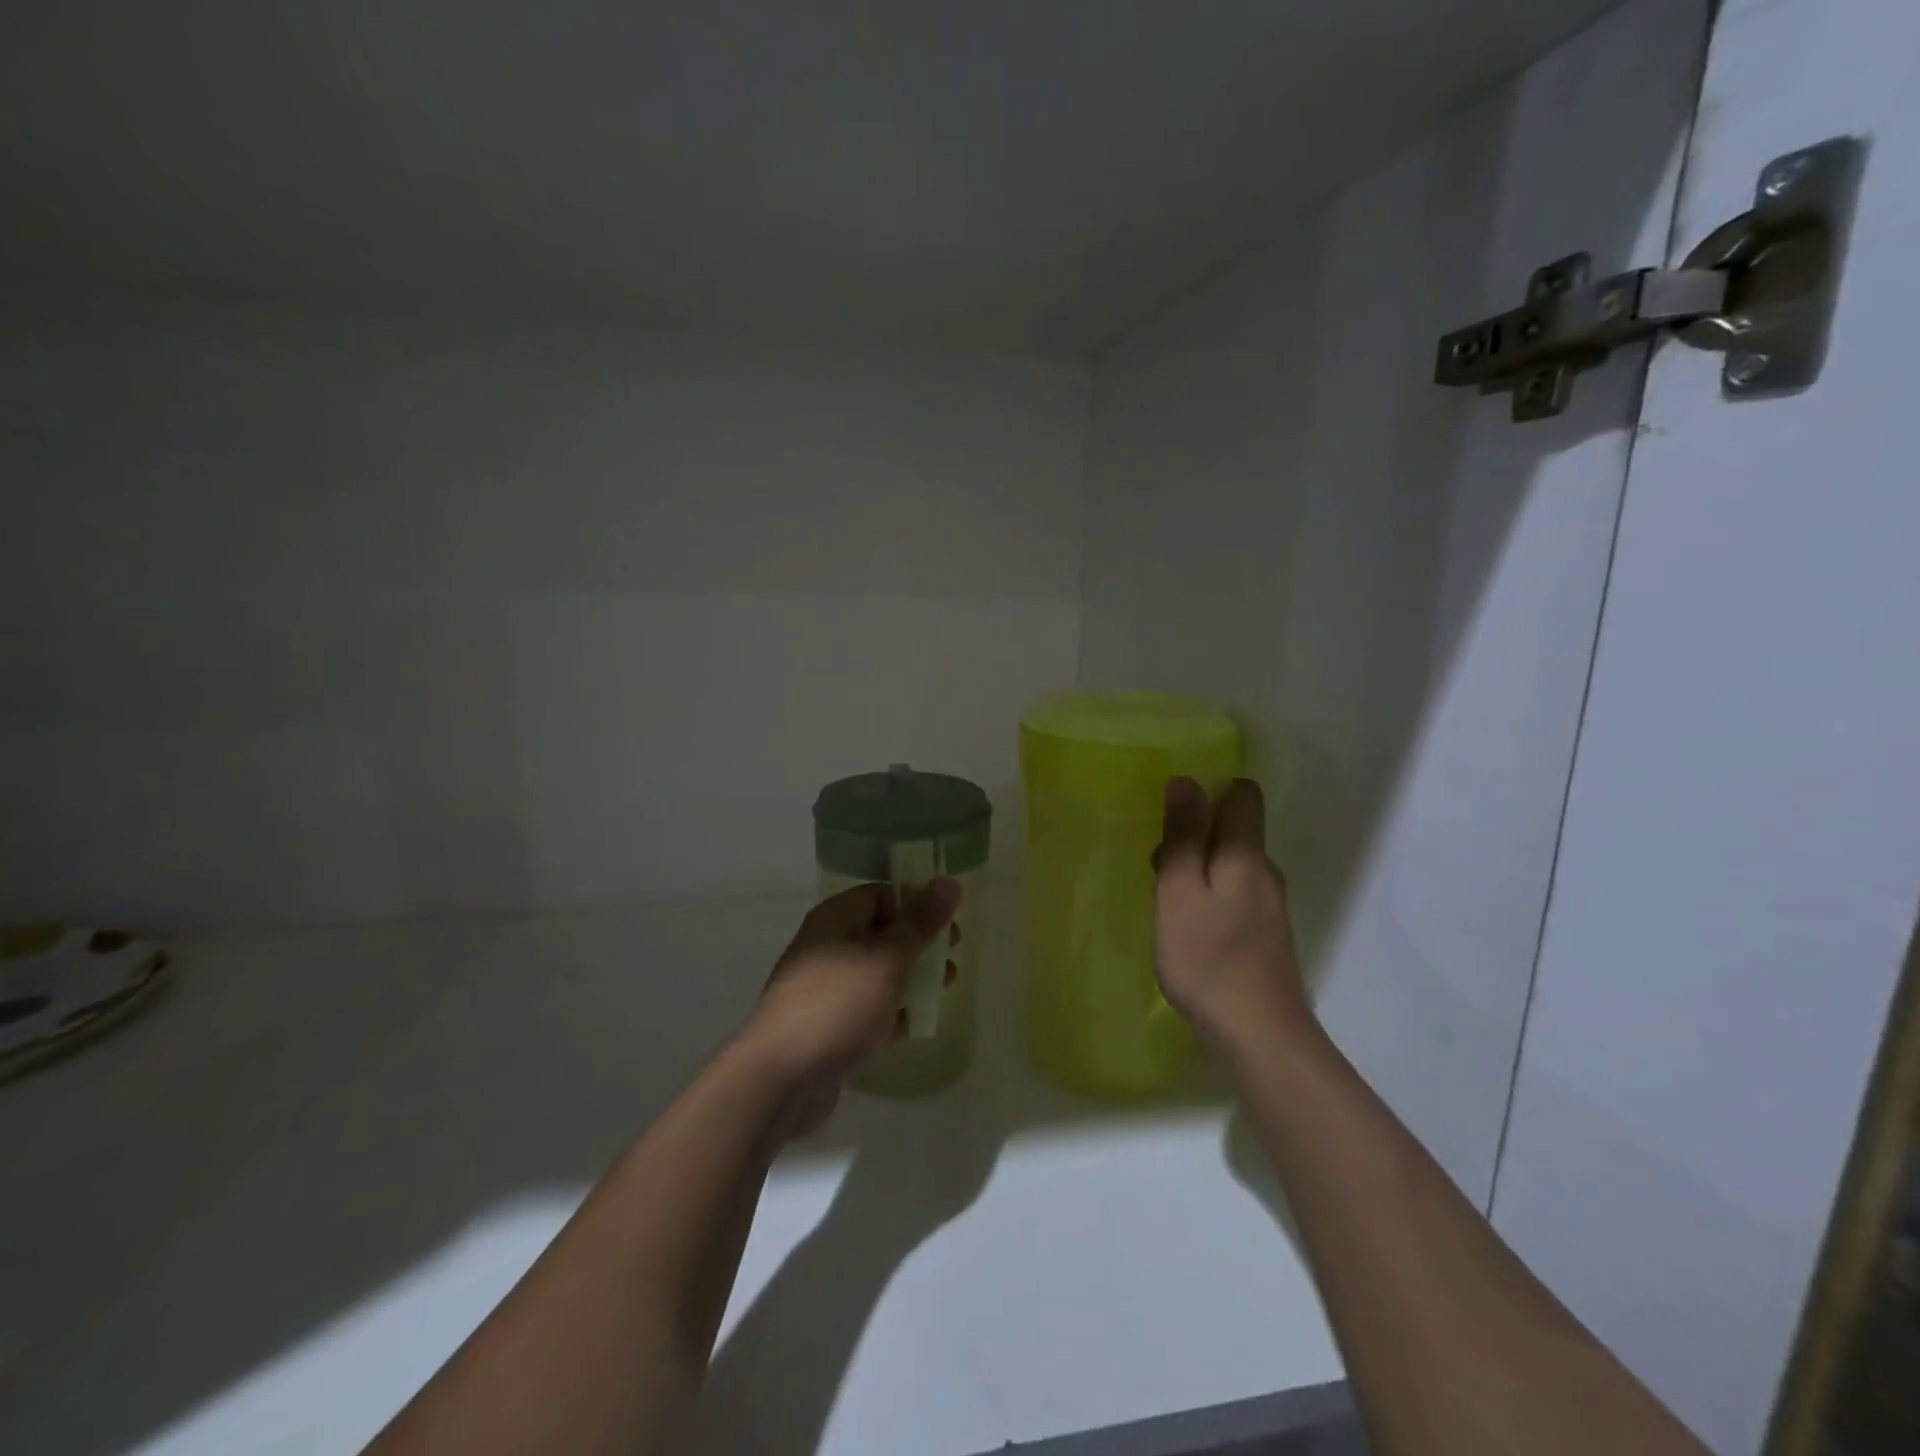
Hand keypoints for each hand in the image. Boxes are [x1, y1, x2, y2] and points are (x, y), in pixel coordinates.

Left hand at [743, 880, 960, 1132]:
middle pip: (883, 933)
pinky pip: (870, 1009)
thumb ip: (921, 922)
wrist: (782, 1077)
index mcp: (836, 918)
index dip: (915, 903)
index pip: (882, 895)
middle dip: (920, 943)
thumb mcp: (887, 957)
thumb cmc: (838, 1003)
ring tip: (945, 989)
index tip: (948, 923)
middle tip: (952, 956)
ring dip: (912, 977)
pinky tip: (919, 1022)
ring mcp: (828, 989)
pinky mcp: (831, 1027)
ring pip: (879, 973)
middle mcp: (829, 946)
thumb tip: (948, 882)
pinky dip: (894, 1011)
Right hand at [1153, 777, 1313, 1049]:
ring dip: (1198, 869)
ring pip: (1230, 865)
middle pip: (1233, 830)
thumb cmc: (1207, 957)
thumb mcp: (1178, 891)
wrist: (1259, 1034)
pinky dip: (1209, 897)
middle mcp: (1265, 872)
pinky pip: (1234, 895)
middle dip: (1194, 835)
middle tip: (1157, 867)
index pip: (1243, 795)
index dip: (1209, 792)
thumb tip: (1186, 781)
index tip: (1174, 816)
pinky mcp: (1266, 935)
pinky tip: (1188, 928)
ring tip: (1165, 902)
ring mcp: (1270, 906)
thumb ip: (1182, 835)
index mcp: (1246, 854)